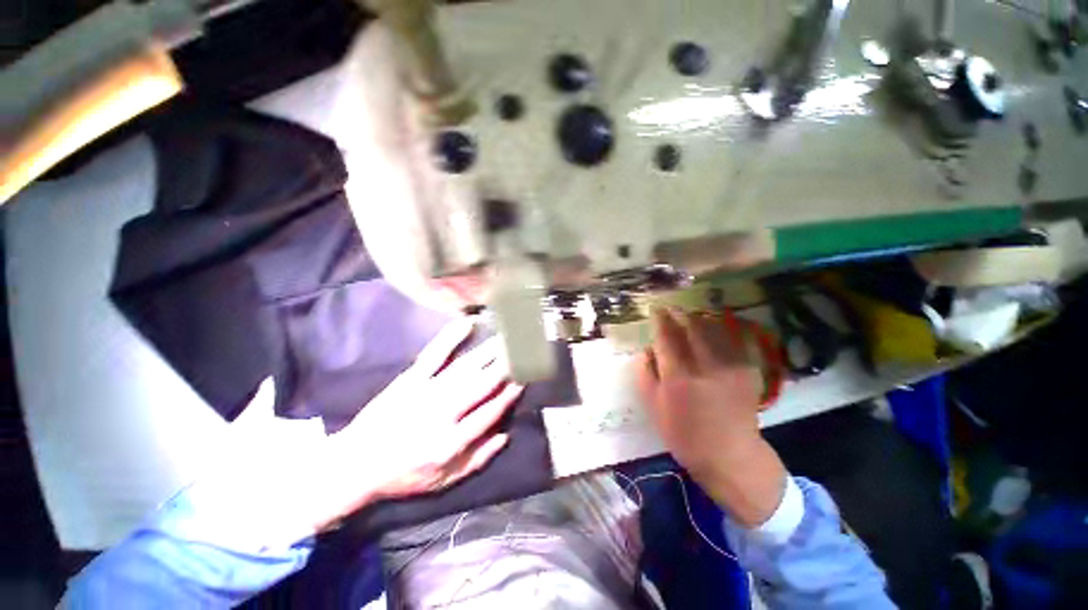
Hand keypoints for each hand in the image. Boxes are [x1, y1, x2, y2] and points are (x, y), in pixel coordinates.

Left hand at [316, 317, 523, 526]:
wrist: (355, 464)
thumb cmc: (403, 475)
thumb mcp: (443, 481)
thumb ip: (477, 459)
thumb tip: (506, 434)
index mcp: (451, 442)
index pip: (490, 412)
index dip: (510, 394)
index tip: (525, 378)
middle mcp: (443, 413)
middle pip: (482, 384)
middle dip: (507, 365)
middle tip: (524, 348)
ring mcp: (426, 391)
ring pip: (466, 367)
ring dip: (490, 351)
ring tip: (507, 338)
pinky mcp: (410, 379)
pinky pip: (434, 354)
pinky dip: (451, 338)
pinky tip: (467, 324)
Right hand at [634, 308, 787, 526]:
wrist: (731, 455)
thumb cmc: (685, 434)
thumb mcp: (654, 407)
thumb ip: (646, 374)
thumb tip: (647, 350)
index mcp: (678, 377)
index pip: (667, 337)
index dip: (661, 320)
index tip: (656, 310)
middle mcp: (705, 366)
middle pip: (692, 327)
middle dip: (680, 313)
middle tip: (672, 308)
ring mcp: (730, 367)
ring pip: (714, 329)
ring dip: (699, 318)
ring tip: (689, 315)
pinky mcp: (747, 370)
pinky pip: (731, 340)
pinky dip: (718, 330)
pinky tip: (711, 329)